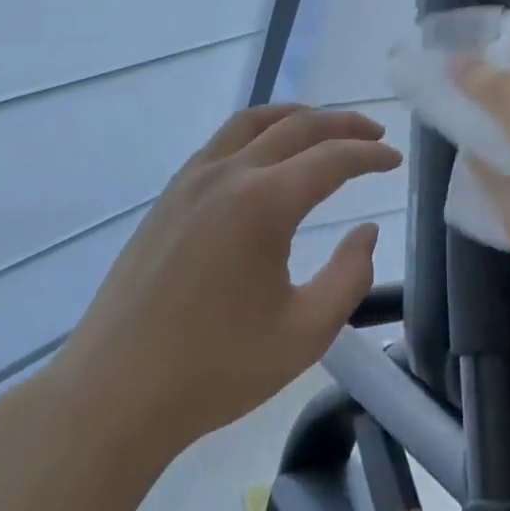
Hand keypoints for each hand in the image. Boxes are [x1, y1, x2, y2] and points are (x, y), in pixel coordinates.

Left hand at [47, 105, 401, 461]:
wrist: (114, 393)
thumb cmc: (215, 368)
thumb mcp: (305, 333)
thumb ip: (350, 276)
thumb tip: (365, 232)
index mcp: (262, 203)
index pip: (331, 159)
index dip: (369, 155)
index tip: (395, 159)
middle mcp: (227, 175)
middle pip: (295, 126)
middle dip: (341, 125)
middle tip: (374, 134)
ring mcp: (191, 181)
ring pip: (252, 122)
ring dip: (296, 117)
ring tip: (324, 128)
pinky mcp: (168, 197)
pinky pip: (222, 142)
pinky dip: (257, 133)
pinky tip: (266, 157)